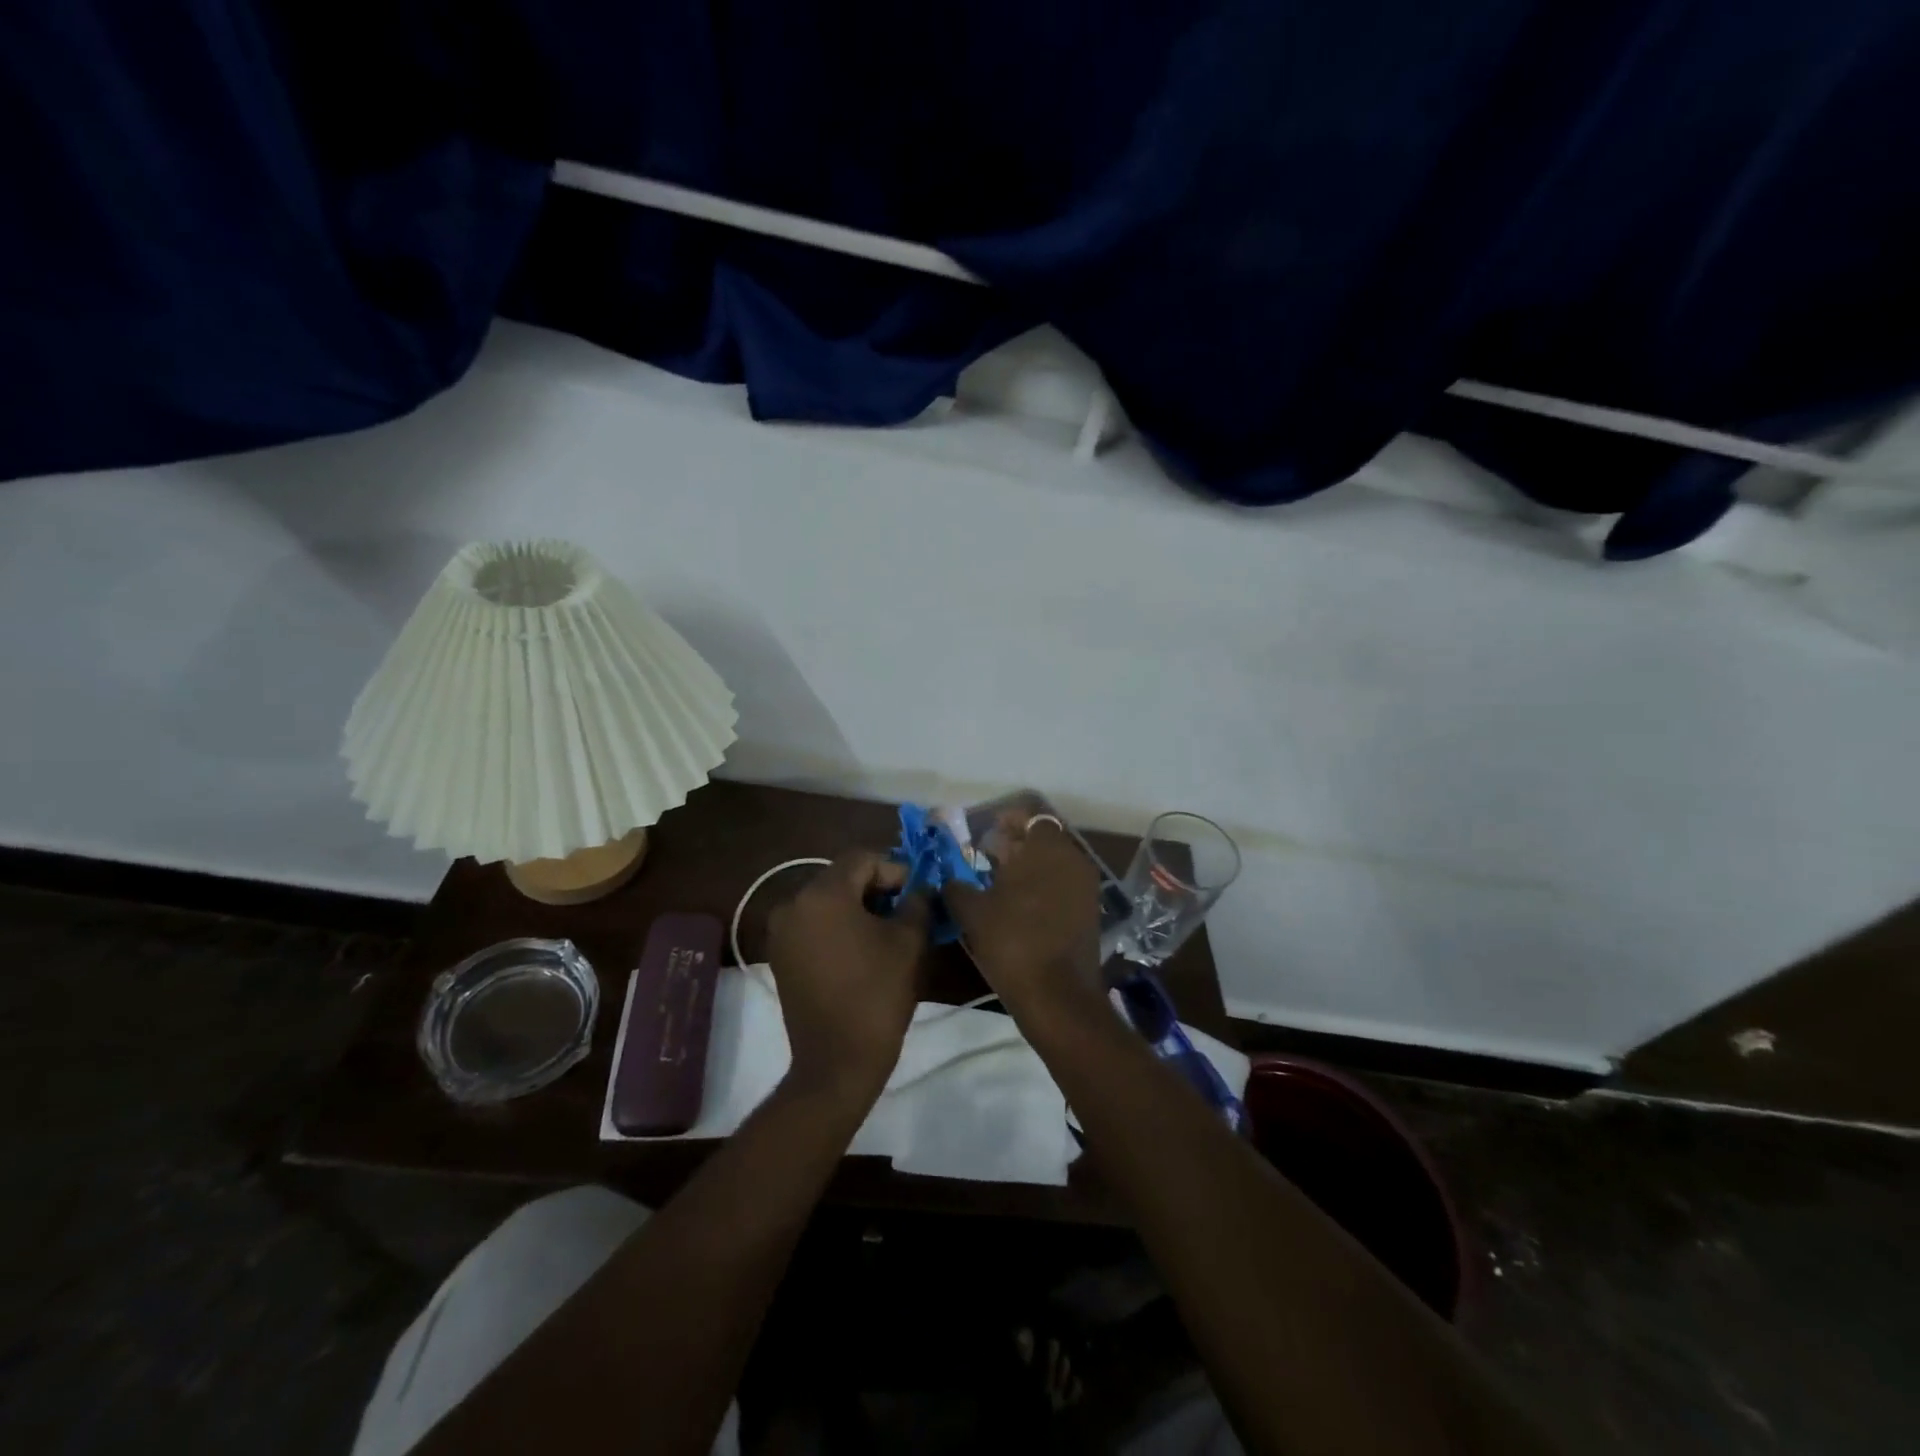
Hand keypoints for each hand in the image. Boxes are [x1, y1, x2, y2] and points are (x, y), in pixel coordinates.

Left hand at [766, 851, 929, 1107]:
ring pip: (826, 901)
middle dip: (876, 888)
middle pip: (841, 878)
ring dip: (857, 907)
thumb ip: (917, 902)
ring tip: (886, 931)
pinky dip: (837, 927)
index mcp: (822, 894)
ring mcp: (781, 931)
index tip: (917, 892)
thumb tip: (920, 887)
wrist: (837, 1061)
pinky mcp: (779, 956)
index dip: (895, 869)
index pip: (862, 859)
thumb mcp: (909, 941)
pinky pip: (813, 925)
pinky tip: (861, 949)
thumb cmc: (877, 994)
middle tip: (906, 909)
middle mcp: (793, 903)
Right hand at [945, 813, 1103, 1017]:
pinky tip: (1019, 906)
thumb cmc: (1012, 941)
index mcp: (1047, 849)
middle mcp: (1073, 860)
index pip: (1031, 818)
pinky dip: (1043, 888)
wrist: (1058, 996)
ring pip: (1055, 864)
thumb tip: (949, 881)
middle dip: (1017, 844)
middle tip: (988, 855)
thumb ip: (957, 888)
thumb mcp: (972, 912)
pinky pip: (1063, 887)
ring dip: (1029, 867)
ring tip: (999, 882)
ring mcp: (1086, 888)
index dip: (1008, 822)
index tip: (987, 832)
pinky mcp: (1090, 913)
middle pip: (1044, 840)